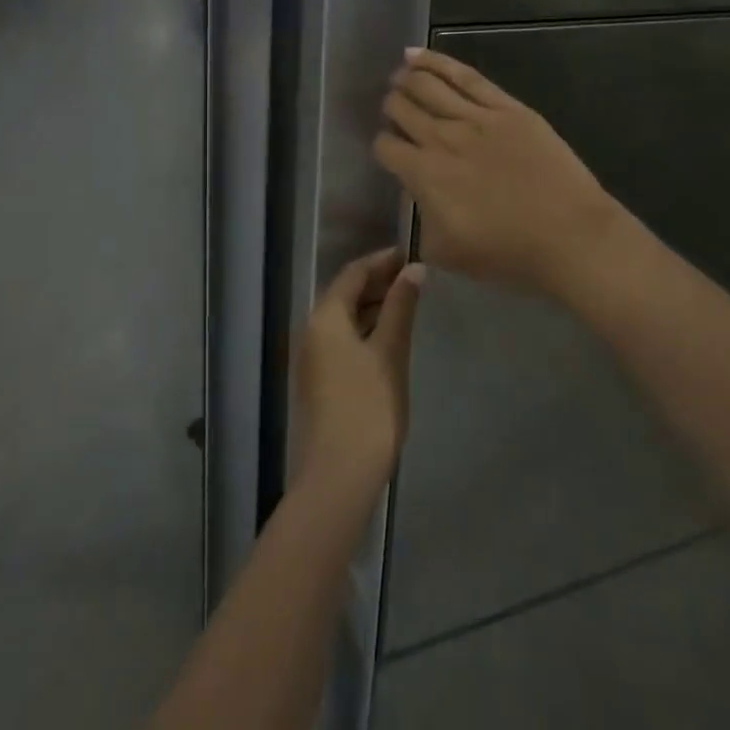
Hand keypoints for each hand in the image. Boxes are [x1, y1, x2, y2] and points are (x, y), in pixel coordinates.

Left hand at [293, 248, 423, 504]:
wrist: (338, 475)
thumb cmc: (368, 407)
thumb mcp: (390, 352)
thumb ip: (401, 308)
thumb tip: (414, 269)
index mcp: (325, 317)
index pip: (353, 273)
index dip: (382, 260)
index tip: (412, 254)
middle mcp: (312, 330)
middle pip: (346, 294)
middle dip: (380, 283)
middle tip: (416, 278)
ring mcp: (314, 357)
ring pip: (345, 319)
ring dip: (375, 307)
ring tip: (410, 304)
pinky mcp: (321, 380)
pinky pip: (344, 340)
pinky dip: (367, 330)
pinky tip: (391, 338)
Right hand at [373, 49, 623, 298]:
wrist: (570, 236)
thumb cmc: (509, 254)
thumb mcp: (447, 252)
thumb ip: (422, 221)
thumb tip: (420, 196)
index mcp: (424, 175)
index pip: (386, 147)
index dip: (383, 146)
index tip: (391, 151)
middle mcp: (442, 139)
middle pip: (401, 108)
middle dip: (392, 107)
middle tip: (394, 109)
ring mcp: (476, 117)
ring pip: (427, 85)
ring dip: (406, 79)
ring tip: (399, 75)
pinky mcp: (506, 107)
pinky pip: (465, 76)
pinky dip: (435, 61)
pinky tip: (416, 56)